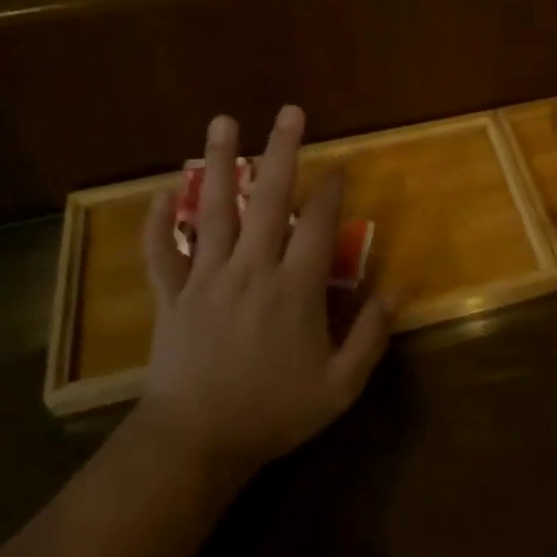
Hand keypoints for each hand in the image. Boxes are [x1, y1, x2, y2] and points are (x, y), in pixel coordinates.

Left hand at [136, 106, 391, 484]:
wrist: (195, 444)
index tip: (340, 165)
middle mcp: (252, 269)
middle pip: (268, 199)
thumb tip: (398, 289)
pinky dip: (157, 222)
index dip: (331, 190)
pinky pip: (161, 252)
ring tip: (223, 120)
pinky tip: (161, 192)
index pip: (318, 223)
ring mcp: (206, 278)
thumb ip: (371, 335)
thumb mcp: (340, 386)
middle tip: (289, 112)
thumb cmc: (273, 414)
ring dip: (219, 162)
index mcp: (295, 288)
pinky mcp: (172, 295)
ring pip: (213, 210)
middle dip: (281, 151)